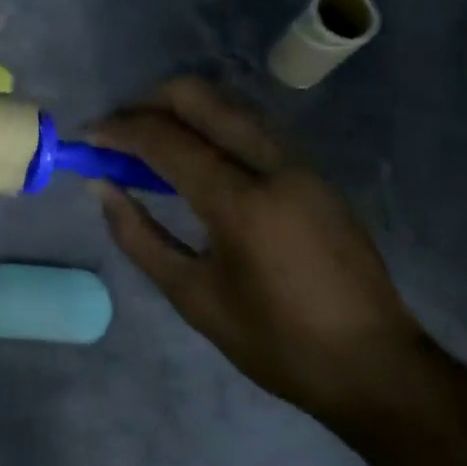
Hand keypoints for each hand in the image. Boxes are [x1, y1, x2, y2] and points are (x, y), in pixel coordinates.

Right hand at [87, 77, 436, 422]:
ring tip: (151, 141)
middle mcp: (272, 165)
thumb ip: (139, 236)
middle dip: (148, 102)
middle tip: (120, 132)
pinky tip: (196, 157)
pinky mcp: (313, 170)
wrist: (378, 369)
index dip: (120, 130)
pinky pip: (250, 125)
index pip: (166, 139)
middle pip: (199, 97)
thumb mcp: (194, 298)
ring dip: (181, 110)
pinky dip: (211, 125)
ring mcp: (299, 162)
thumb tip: (101, 187)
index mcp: (241, 203)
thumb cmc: (277, 344)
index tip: (88, 137)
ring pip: (227, 104)